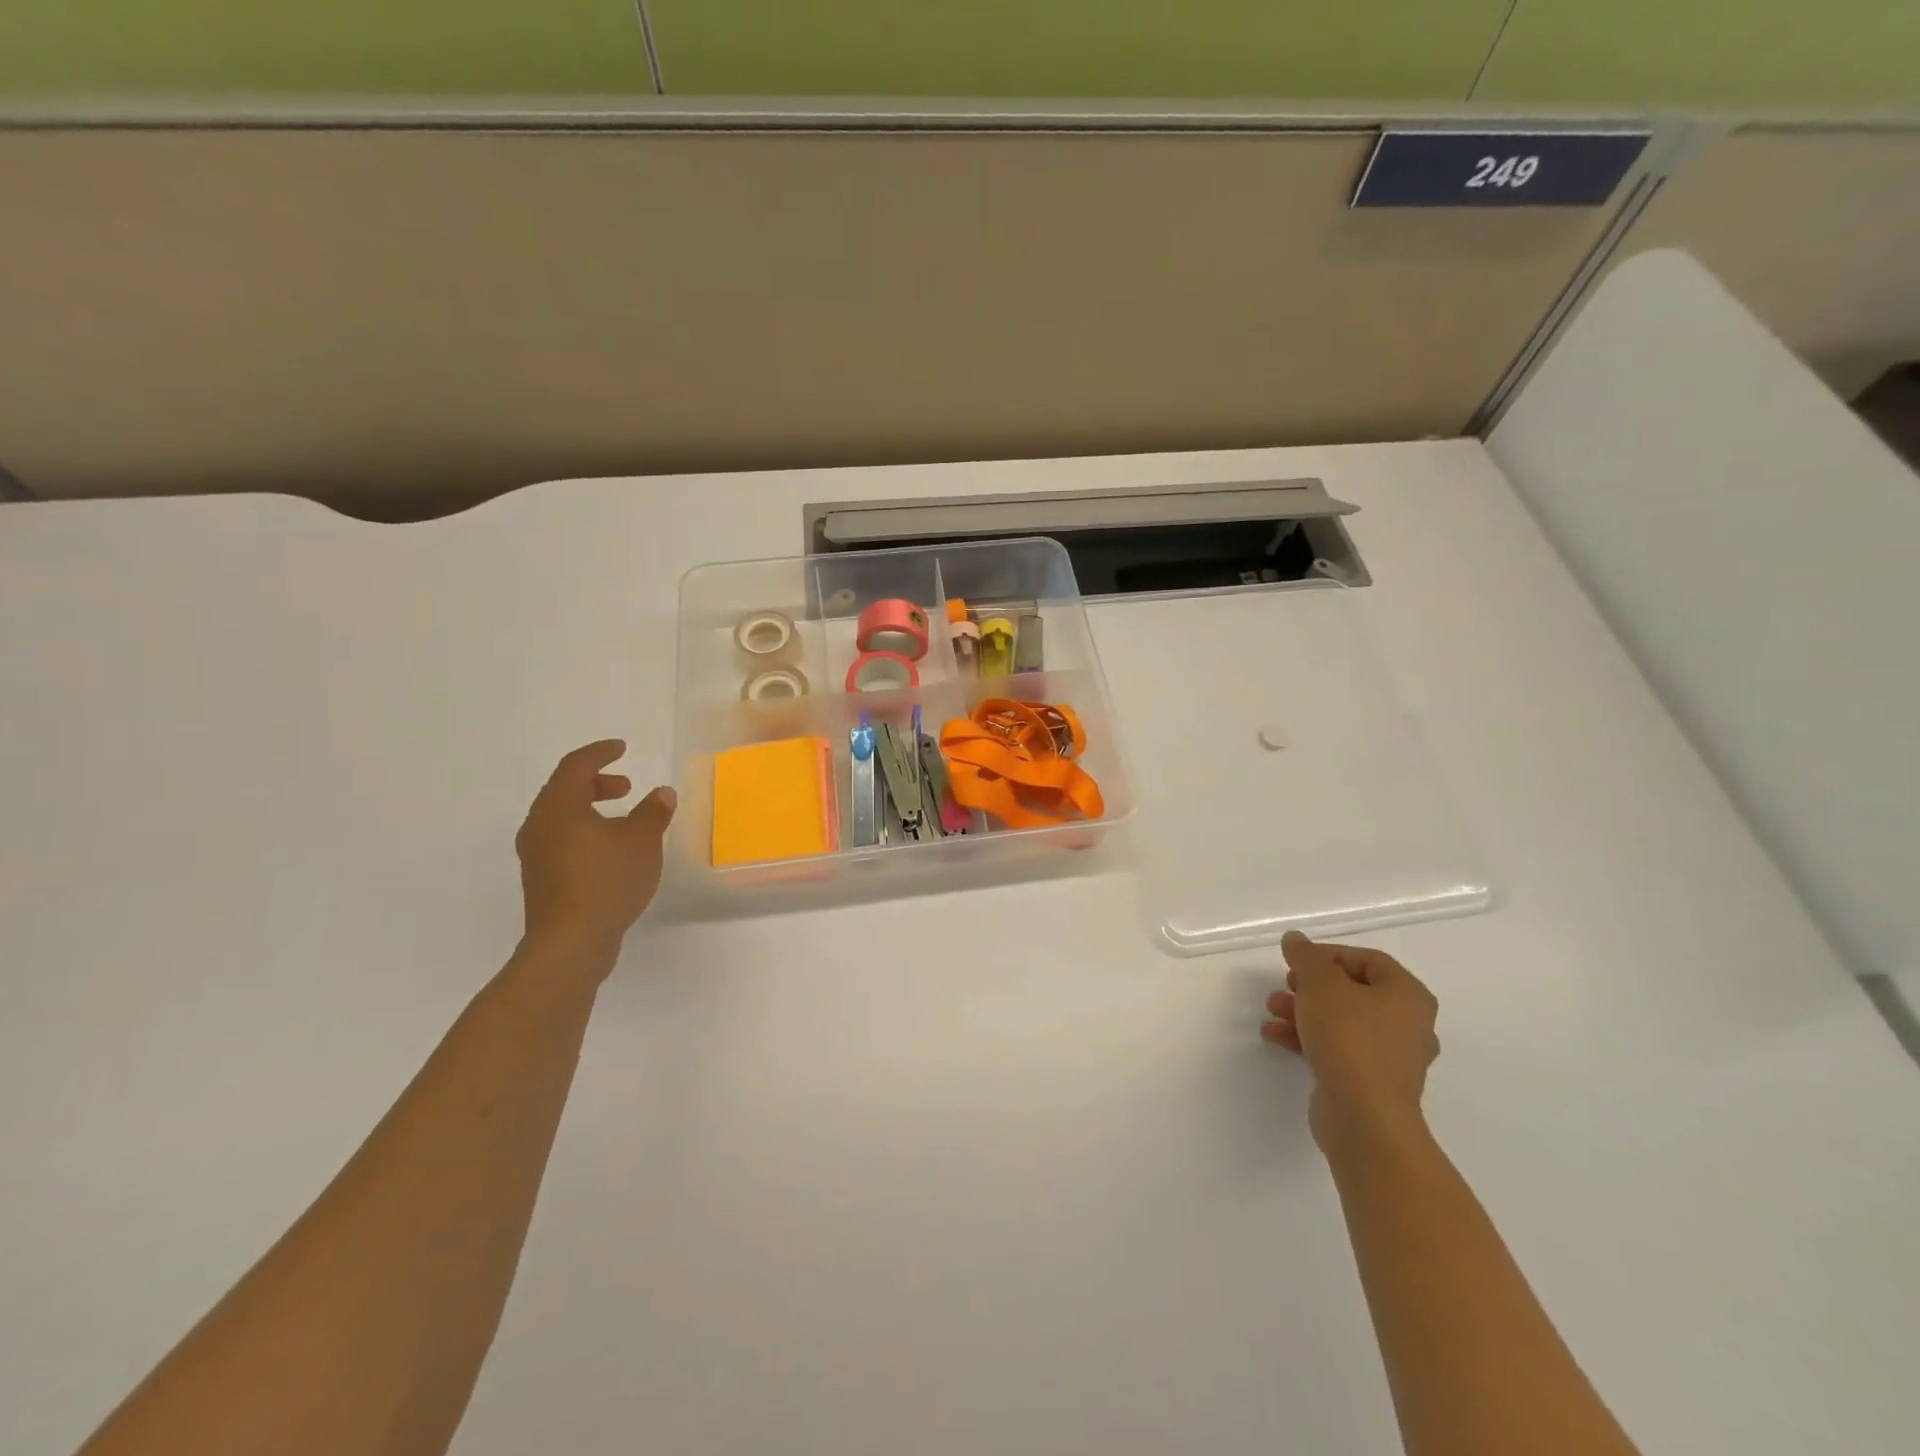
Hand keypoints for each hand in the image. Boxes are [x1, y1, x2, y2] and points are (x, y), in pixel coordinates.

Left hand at [515, 740, 676, 969]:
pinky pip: (562, 841)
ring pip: (561, 818)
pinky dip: (586, 833)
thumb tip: (661, 793)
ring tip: (624, 821)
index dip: (600, 753)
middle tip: (626, 786)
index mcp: (558, 807)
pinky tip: (611, 852)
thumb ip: (653, 812)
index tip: (621, 748)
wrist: (570, 943)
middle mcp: (539, 826)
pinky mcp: (541, 880)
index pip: (576, 766)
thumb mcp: (642, 840)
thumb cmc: (606, 880)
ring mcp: (535, 855)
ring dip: (591, 810)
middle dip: (596, 783)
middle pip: (564, 790)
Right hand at [1262, 931, 1438, 1150]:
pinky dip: (1308, 1038)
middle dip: (1311, 986)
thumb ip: (1306, 957)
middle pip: (1353, 991)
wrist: (1364, 1119)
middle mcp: (1408, 1024)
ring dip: (1304, 1011)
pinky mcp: (1371, 1083)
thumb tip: (1296, 939)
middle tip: (1286, 985)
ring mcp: (1391, 1058)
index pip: (1367, 959)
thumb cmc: (1349, 1039)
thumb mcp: (1320, 985)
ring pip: (1342, 1021)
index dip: (1328, 954)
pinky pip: (1338, 1048)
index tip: (1296, 961)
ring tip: (1272, 1010)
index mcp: (1408, 996)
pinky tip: (1274, 1036)